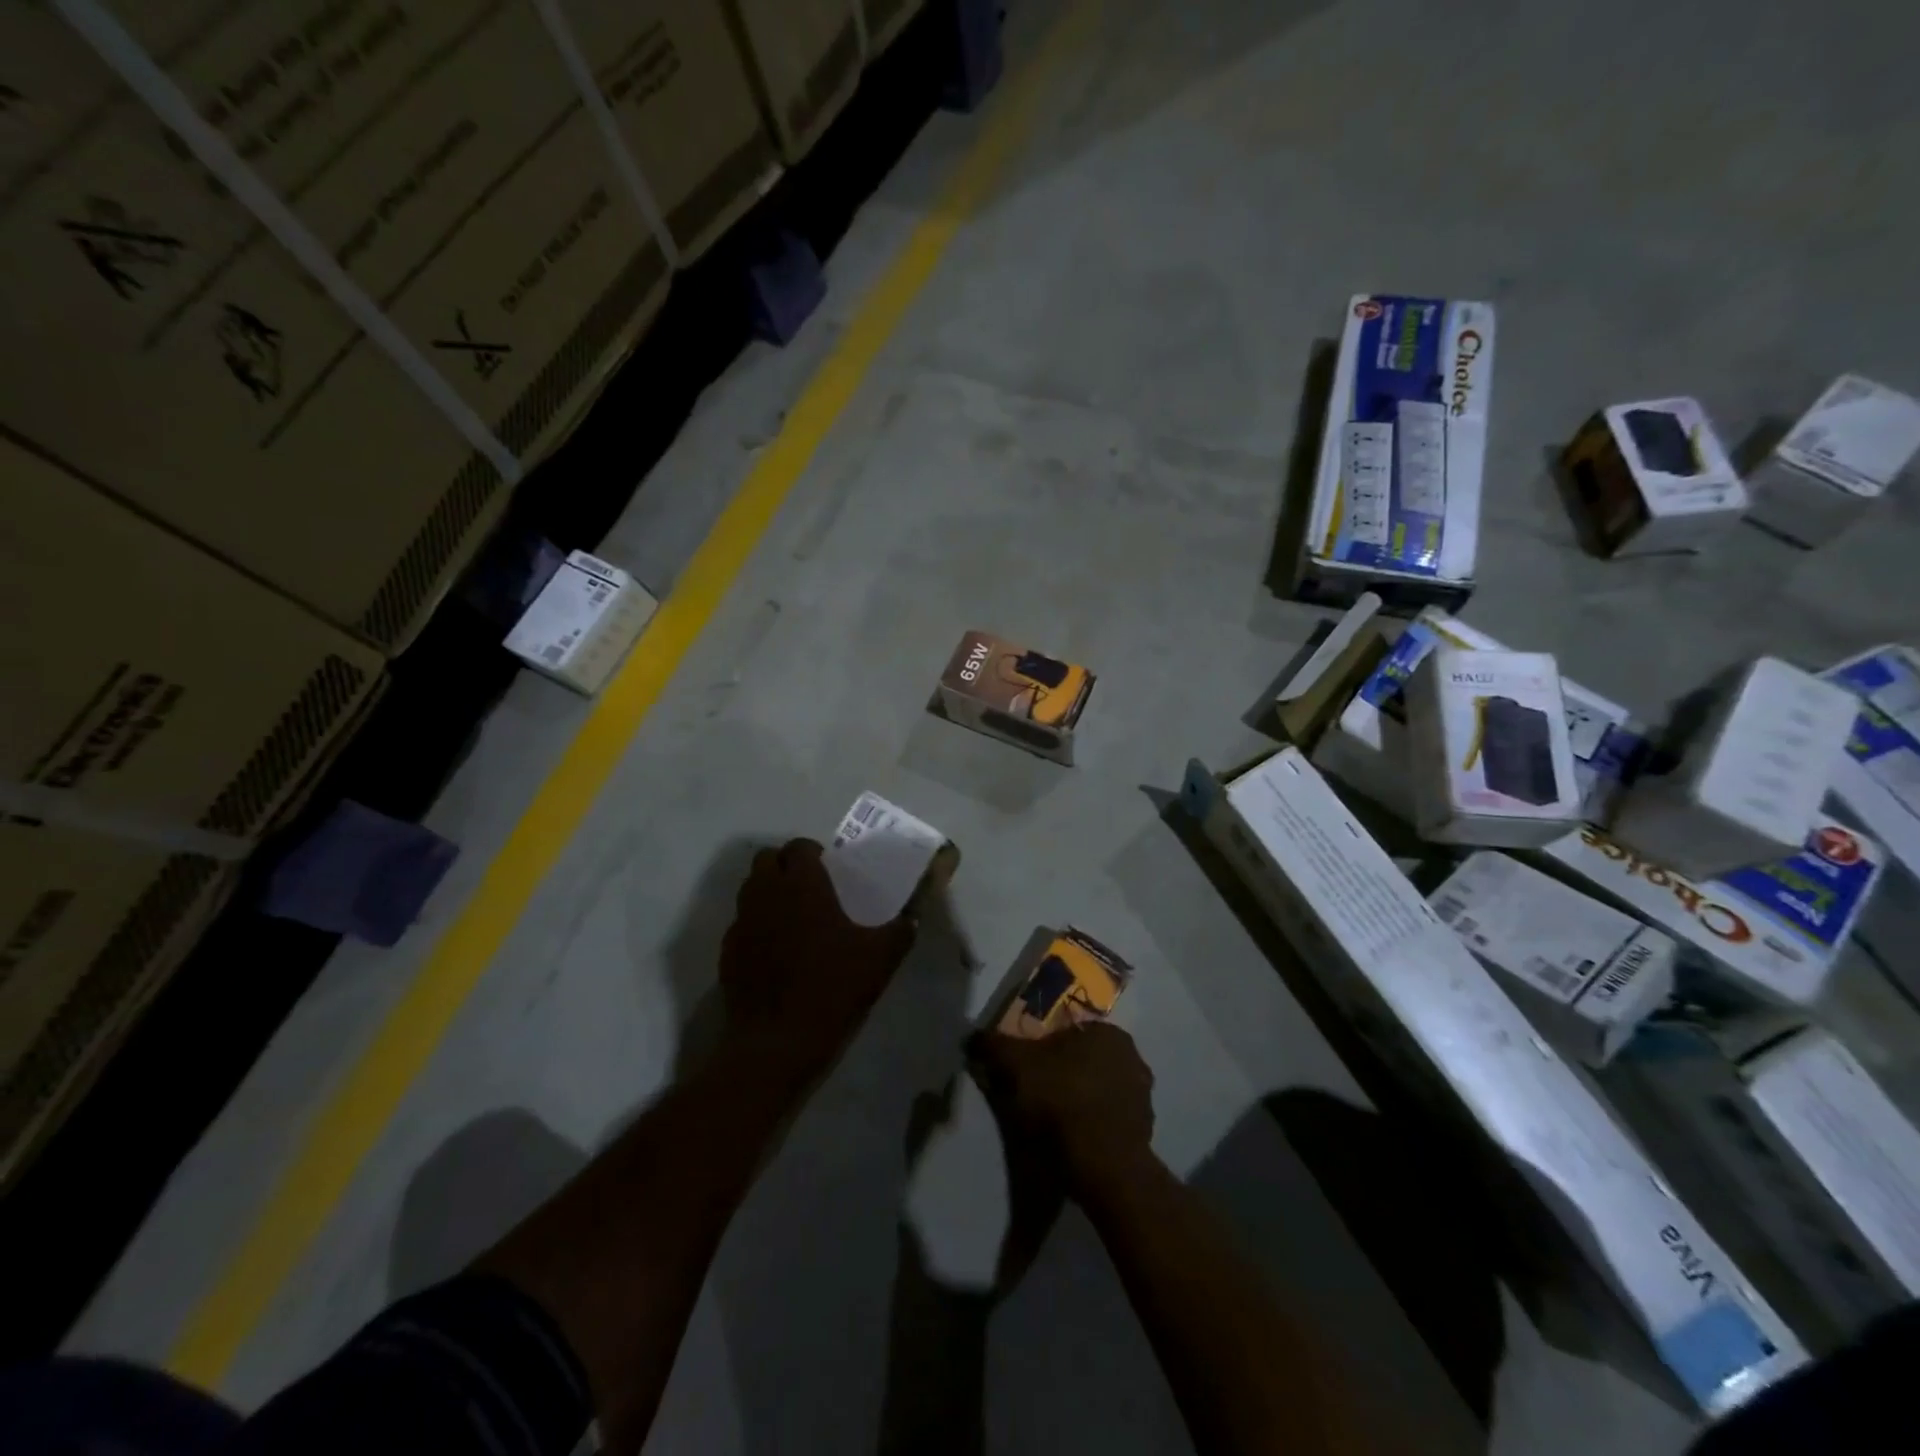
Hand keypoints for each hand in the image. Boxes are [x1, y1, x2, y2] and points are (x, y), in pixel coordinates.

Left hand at [720, 839, 914, 1089]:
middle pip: (767, 860)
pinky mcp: (728, 952)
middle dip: (786, 865)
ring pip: (750, 889)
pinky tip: (776, 951)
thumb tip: (913, 918)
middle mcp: (765, 893)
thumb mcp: (880, 959)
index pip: (799, 846)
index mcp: (801, 884)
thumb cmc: (832, 988)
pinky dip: (757, 925)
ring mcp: (741, 922)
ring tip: (794, 916)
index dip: (813, 852)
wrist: (777, 1043)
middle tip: (810, 887)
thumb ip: (900, 930)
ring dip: (769, 892)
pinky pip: (741, 923)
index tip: (830, 869)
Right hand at [968, 1020, 1156, 1196]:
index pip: (1071, 1032)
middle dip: (1064, 1073)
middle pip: (1086, 1061)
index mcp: (1108, 1033)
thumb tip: (974, 1037)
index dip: (1045, 1049)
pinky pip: (1111, 1122)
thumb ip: (994, 1046)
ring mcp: (1144, 1098)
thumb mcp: (1015, 1065)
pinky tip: (1074, 1143)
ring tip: (1054, 1124)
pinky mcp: (1145, 1133)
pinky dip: (1094, 1128)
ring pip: (1100, 1091)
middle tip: (1037, 1095)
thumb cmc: (1061, 1100)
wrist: (1102, 1164)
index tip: (1028, 1069)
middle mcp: (1134, 1058)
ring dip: (1081, 1101)